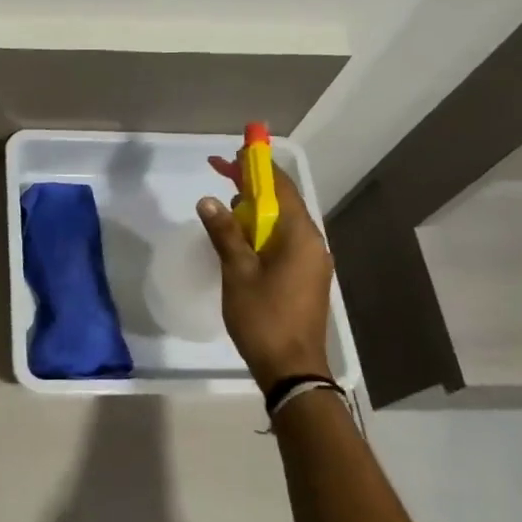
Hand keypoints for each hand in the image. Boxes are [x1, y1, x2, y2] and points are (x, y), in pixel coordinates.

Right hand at [197, 158, 334, 389]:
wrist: (292, 369)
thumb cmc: (264, 318)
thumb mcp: (237, 272)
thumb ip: (225, 233)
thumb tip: (209, 200)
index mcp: (300, 236)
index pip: (280, 187)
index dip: (256, 166)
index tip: (234, 152)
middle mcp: (312, 243)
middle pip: (282, 202)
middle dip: (252, 186)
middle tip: (221, 172)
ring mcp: (312, 261)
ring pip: (282, 223)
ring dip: (255, 210)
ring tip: (225, 206)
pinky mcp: (305, 277)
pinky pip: (283, 242)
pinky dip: (262, 231)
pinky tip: (240, 238)